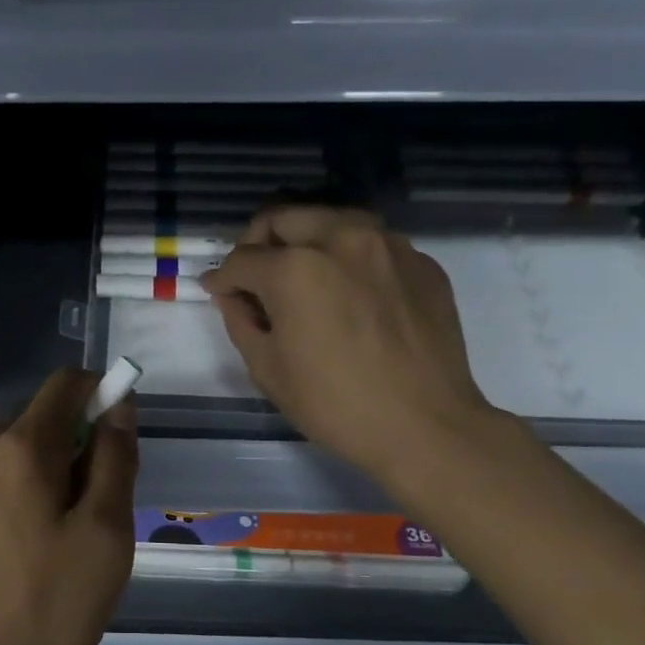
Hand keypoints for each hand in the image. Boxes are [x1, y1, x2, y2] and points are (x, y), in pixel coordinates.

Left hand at [0, 368, 138, 644]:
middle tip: (83, 511)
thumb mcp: (104, 536)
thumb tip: (118, 404)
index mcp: (20, 446)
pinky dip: (4, 493)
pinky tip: (8, 549)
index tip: (114, 440)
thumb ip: (115, 459)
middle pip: (36, 419)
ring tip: (45, 538)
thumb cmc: (46, 608)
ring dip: (35, 472)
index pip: (65, 384)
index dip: (99, 395)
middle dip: (68, 446)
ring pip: (7, 450)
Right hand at [199, 206, 498, 505]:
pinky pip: (373, 244)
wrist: (426, 427)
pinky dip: (350, 258)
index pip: (242, 259)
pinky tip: (350, 293)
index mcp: (295, 268)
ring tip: (303, 275)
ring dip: (306, 239)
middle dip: (259, 242)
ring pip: (332, 219)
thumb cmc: (335, 405)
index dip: (222, 278)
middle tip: (255, 274)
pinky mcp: (421, 262)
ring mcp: (388, 246)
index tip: (218, 290)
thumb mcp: (267, 369)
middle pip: (284, 217)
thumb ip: (240, 320)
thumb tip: (232, 294)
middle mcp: (341, 239)